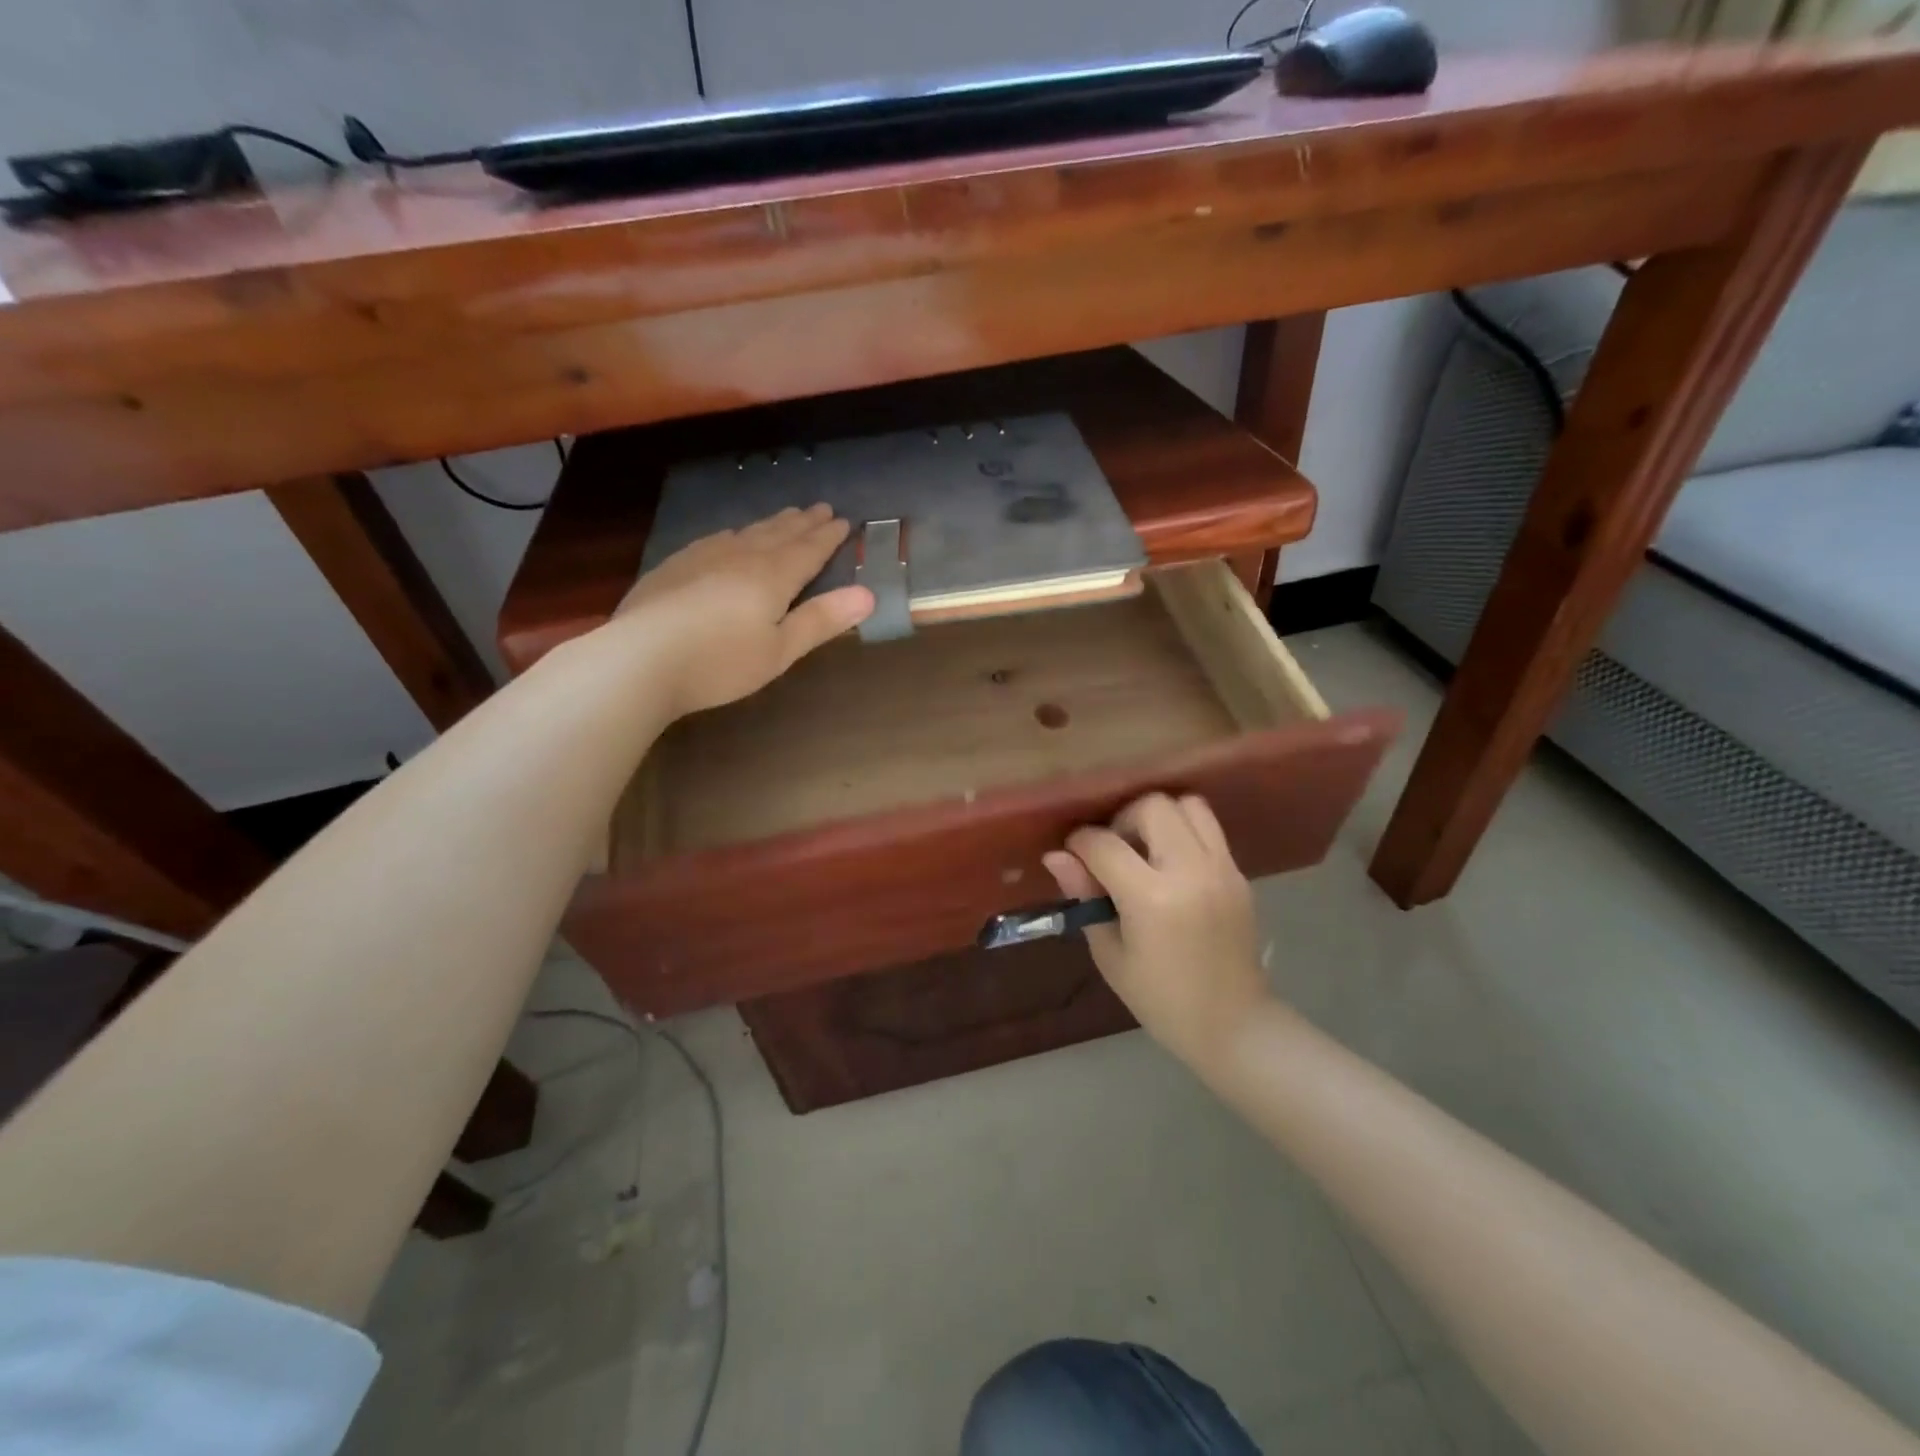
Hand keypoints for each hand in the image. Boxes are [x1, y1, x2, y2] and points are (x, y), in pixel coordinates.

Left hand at [615, 503, 873, 716]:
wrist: (639, 659)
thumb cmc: (720, 661)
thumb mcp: (780, 650)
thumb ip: (822, 620)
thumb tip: (869, 594)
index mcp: (773, 577)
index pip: (809, 550)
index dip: (830, 536)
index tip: (846, 521)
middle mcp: (742, 556)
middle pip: (780, 534)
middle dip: (804, 522)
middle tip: (821, 508)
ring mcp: (704, 557)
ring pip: (748, 532)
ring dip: (772, 523)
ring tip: (786, 516)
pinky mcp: (675, 566)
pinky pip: (716, 539)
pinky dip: (736, 533)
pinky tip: (730, 535)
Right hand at [1044, 793, 1268, 1066]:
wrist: (1233, 1025)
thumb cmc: (1160, 999)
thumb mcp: (1110, 954)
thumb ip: (1085, 897)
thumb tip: (1056, 856)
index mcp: (1152, 899)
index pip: (1105, 844)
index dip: (1080, 843)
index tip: (1072, 854)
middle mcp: (1191, 871)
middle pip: (1151, 806)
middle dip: (1121, 820)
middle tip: (1112, 851)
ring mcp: (1222, 868)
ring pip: (1186, 804)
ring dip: (1158, 816)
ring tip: (1144, 850)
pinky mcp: (1238, 872)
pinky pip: (1208, 828)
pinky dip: (1183, 831)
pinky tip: (1169, 864)